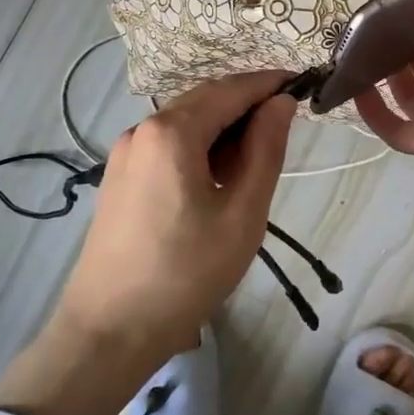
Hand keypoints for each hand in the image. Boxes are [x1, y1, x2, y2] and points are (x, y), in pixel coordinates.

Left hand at [59, 69, 295, 359]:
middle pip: (205, 100)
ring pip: (185, 123)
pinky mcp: (118, 176)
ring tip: (254, 164)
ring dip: (223, 130)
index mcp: (171, 131)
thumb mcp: (242, 213)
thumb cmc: (186, 273)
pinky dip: (199, 148)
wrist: (110, 331)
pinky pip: (166, 145)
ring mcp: (124, 153)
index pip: (231, 89)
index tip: (303, 86)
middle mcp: (141, 129)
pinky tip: (216, 180)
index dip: (269, 84)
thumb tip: (280, 103)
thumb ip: (266, 149)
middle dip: (247, 107)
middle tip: (285, 131)